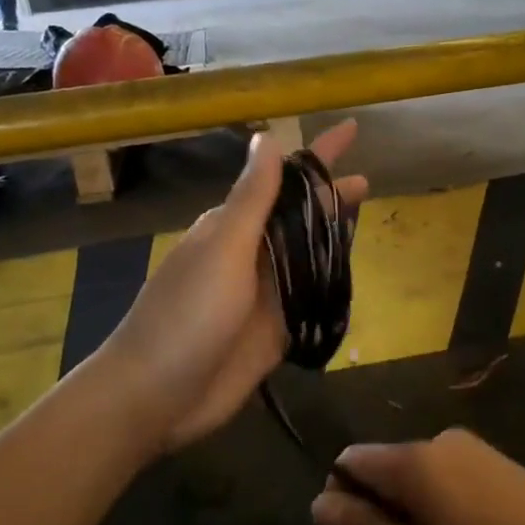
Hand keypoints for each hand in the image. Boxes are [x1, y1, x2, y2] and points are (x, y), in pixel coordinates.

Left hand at [98, 120, 366, 454]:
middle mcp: (252, 254)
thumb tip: (267, 138)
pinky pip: (310, 296)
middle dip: (330, 196)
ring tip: (364, 220)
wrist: (156, 395)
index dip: (318, 154)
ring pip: (308, 254)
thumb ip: (252, 198)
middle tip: (368, 181)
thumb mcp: (223, 249)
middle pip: (301, 215)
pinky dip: (328, 281)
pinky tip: (348, 273)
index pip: (285, 177)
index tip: (352, 129)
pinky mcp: (275, 330)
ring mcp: (264, 294)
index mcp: (235, 226)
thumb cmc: (187, 315)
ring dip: (332, 235)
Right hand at [311, 429, 524, 524]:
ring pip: (417, 475)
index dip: (341, 499)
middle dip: (378, 509)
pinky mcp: (498, 463)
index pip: (350, 461)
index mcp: (414, 461)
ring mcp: (473, 449)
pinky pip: (447, 477)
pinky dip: (440, 507)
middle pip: (384, 466)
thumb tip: (318, 502)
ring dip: (412, 513)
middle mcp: (439, 441)